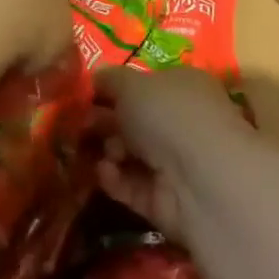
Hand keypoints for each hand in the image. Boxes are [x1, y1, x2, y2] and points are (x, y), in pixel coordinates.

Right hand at [95, 66, 251, 241]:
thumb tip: (96, 77)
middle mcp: (183, 123)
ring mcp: (177, 164)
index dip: (116, 89)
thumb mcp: (131, 84)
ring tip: (92, 149)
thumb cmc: (168, 114)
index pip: (147, 84)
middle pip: (136, 121)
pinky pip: (132, 186)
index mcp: (184, 86)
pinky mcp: (165, 201)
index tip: (86, 95)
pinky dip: (114, 179)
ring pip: (131, 155)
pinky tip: (103, 171)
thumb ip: (110, 80)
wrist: (200, 179)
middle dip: (106, 122)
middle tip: (78, 124)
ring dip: (109, 151)